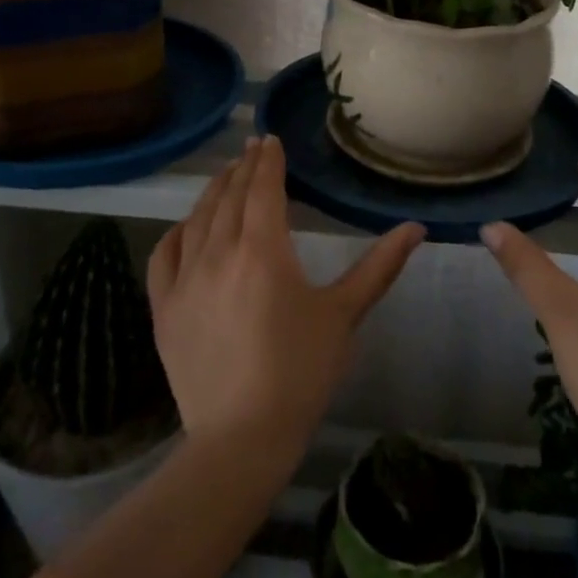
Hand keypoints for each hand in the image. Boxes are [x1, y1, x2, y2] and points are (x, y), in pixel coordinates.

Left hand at [149, 135, 425, 458]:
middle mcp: (219, 253)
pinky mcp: (163, 307)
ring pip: (197, 219)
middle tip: (252, 149)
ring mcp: (184, 279)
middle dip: (242, 169)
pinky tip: (186, 226)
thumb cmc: (300, 372)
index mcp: (263, 251)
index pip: (263, 190)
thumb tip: (415, 228)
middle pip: (229, 197)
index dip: (268, 162)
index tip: (270, 141)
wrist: (241, 436)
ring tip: (225, 176)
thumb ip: (379, 267)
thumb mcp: (344, 316)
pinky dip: (177, 232)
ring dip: (212, 192)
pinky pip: (164, 255)